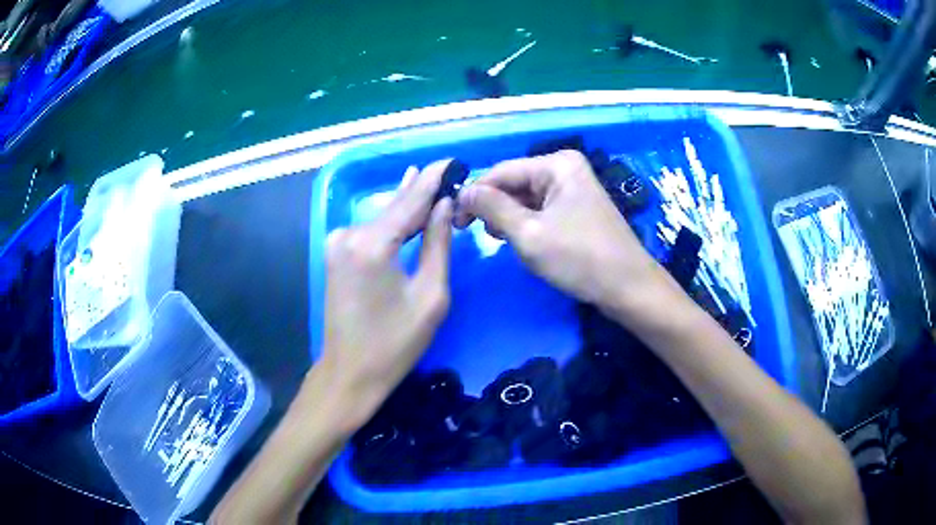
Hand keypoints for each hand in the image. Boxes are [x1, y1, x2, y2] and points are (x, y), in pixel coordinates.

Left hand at [321, 160, 452, 421]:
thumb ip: (437, 244)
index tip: (453, 160)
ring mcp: (337, 243)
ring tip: (432, 181)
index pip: (410, 201)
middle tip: (448, 170)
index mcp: (372, 245)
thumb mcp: (430, 296)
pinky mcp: (335, 254)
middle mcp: (349, 235)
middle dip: (421, 188)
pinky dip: (391, 221)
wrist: (350, 373)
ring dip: (407, 205)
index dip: (434, 179)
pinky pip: (370, 231)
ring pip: (381, 217)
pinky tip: (405, 206)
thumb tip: (444, 205)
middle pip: (394, 206)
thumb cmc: (395, 343)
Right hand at [455, 150, 676, 316]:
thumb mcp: (528, 234)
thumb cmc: (579, 258)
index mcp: (557, 164)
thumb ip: (492, 208)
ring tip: (502, 241)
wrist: (627, 288)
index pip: (501, 172)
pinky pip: (541, 211)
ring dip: (509, 219)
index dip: (475, 194)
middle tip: (477, 235)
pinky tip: (523, 243)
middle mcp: (565, 169)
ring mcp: (573, 189)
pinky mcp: (576, 209)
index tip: (453, 221)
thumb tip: (463, 192)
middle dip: (494, 208)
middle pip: (514, 184)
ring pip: (525, 199)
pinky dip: (527, 226)